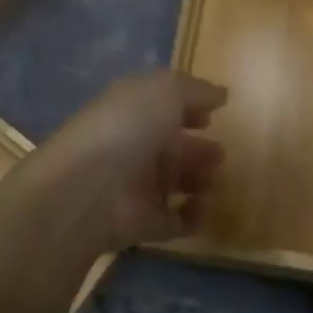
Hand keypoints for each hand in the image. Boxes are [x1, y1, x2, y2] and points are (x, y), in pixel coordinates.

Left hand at [38, 70, 227, 251]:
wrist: (90, 187)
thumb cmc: (129, 126)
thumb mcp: (165, 91)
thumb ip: (194, 90)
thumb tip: (220, 93)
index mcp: (132, 107)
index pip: (161, 105)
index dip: (187, 107)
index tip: (213, 115)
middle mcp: (132, 143)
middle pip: (168, 145)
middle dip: (196, 147)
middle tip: (223, 152)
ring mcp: (134, 184)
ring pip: (171, 180)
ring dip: (196, 179)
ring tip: (218, 179)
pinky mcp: (141, 221)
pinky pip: (173, 218)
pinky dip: (192, 216)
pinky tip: (208, 209)